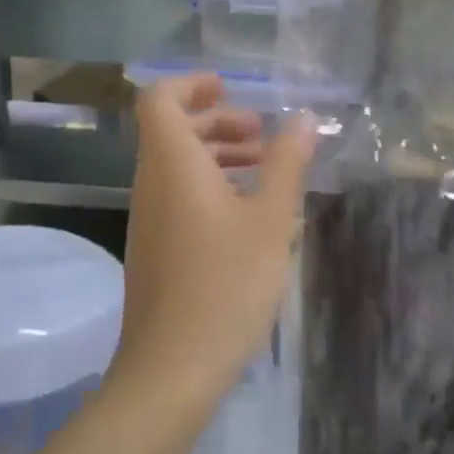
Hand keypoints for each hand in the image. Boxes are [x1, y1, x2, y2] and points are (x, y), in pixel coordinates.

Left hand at [115, 74, 315, 407]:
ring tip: (263, 168)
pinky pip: (177, 196)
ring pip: (176, 166)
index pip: (160, 99)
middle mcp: (151, 184)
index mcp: (172, 165)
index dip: (191, 84)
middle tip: (261, 133)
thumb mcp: (271, 219)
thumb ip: (287, 163)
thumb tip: (304, 118)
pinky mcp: (155, 249)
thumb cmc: (226, 284)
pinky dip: (209, 186)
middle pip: (171, 130)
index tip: (230, 88)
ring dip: (217, 154)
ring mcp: (149, 219)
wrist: (172, 368)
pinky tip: (247, 213)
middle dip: (217, 121)